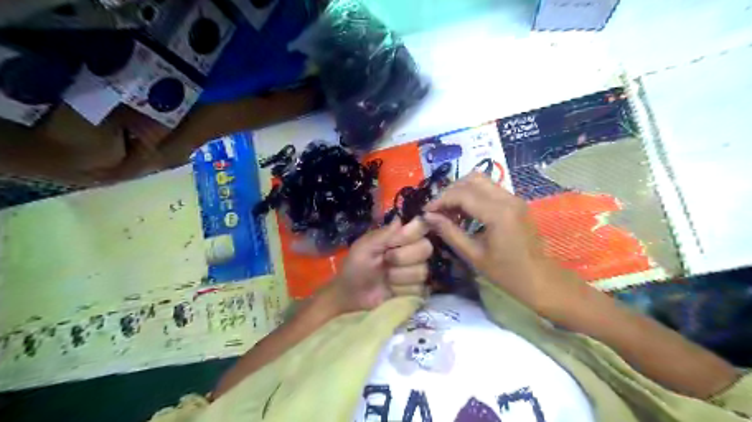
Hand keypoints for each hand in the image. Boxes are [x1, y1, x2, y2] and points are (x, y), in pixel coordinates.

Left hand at [327, 217, 430, 312]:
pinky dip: (402, 290)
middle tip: (386, 260)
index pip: (421, 226)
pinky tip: (391, 289)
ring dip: (399, 276)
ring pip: (422, 270)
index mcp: (401, 235)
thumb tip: (401, 219)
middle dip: (402, 257)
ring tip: (386, 277)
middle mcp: (413, 250)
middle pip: (426, 248)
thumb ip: (385, 234)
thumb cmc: (356, 266)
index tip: (394, 242)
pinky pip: (420, 288)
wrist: (352, 295)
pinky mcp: (418, 289)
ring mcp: (417, 270)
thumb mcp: (365, 247)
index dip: (411, 234)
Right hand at [422, 172, 580, 315]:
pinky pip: (489, 189)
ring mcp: (514, 198)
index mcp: (498, 213)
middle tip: (438, 210)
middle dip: (450, 191)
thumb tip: (428, 217)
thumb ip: (450, 232)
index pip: (462, 194)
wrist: (540, 280)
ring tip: (449, 211)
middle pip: (472, 179)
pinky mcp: (516, 202)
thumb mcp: (473, 255)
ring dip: (461, 191)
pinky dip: (473, 195)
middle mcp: (508, 199)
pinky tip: (465, 213)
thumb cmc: (506, 273)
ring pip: (481, 181)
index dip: (440, 200)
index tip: (426, 212)